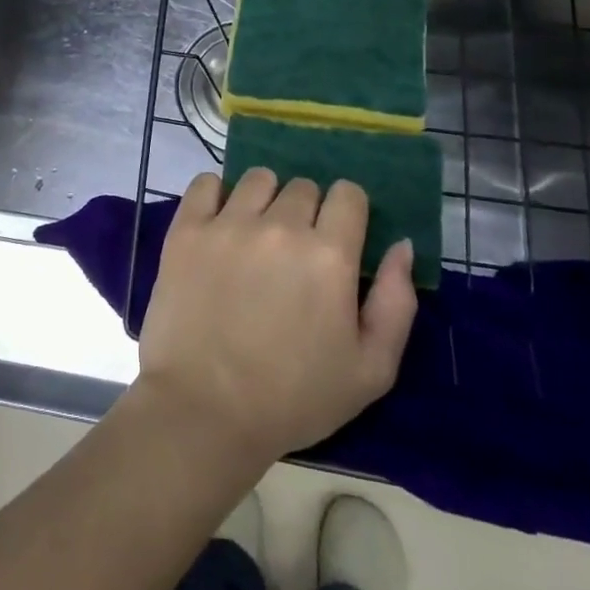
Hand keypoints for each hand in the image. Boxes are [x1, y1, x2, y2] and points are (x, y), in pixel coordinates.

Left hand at [135, 168, 417, 468]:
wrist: (204, 410)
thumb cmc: (294, 398)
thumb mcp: (371, 370)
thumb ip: (397, 302)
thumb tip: (403, 245)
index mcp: (329, 255)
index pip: (348, 194)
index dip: (347, 212)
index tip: (338, 236)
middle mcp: (280, 226)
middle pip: (302, 186)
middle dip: (307, 211)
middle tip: (295, 251)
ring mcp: (228, 224)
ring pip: (257, 179)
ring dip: (264, 199)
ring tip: (256, 235)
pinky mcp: (186, 229)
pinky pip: (204, 183)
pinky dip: (215, 194)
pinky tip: (218, 221)